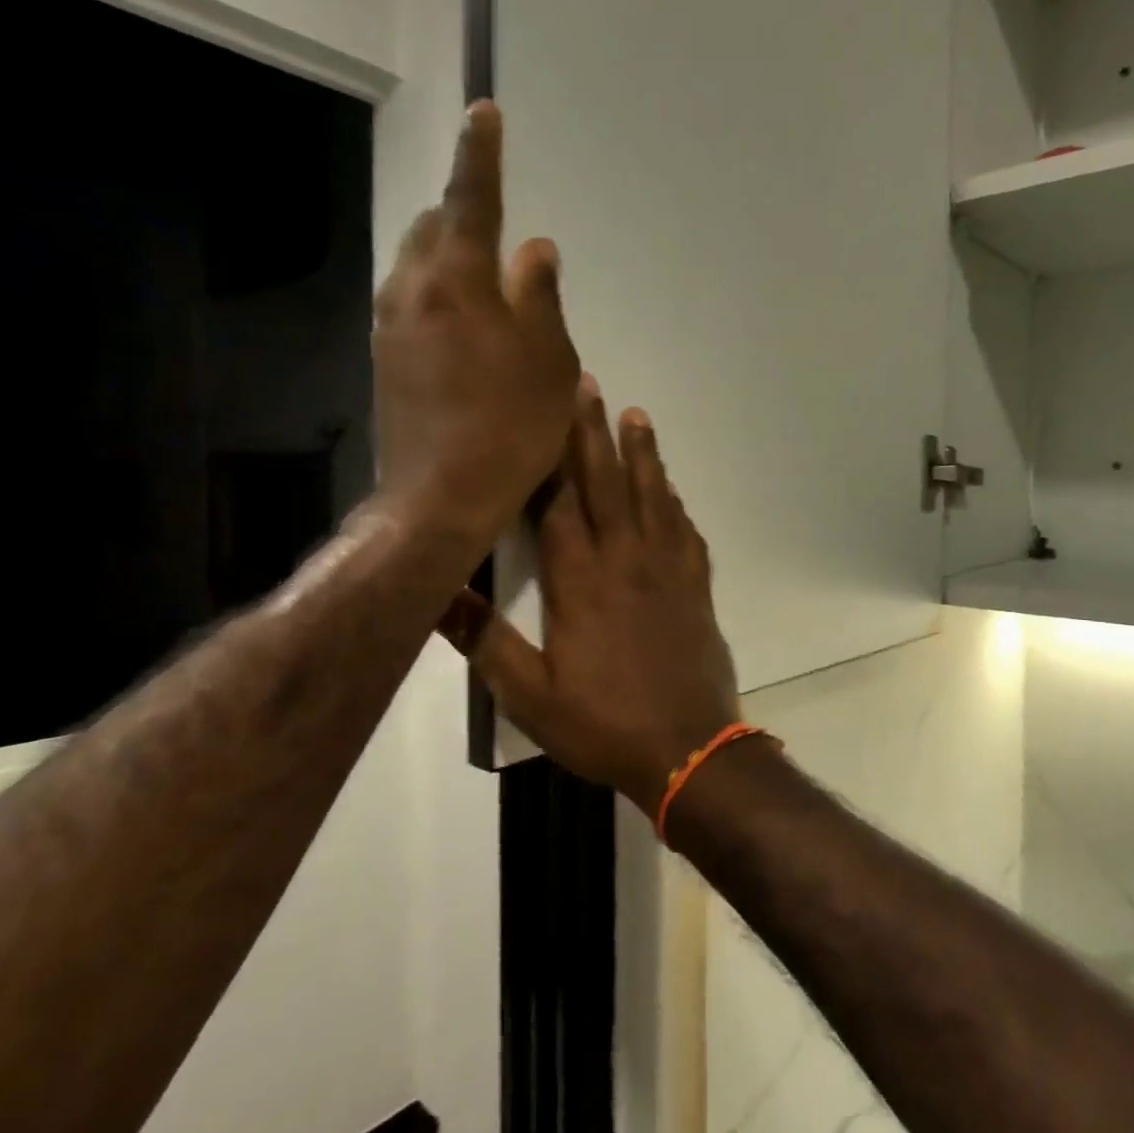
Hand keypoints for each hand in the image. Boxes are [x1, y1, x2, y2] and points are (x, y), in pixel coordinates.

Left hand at [373, 101, 578, 540]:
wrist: (441, 495)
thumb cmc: (511, 427)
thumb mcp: (549, 362)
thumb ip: (541, 297)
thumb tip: (536, 248)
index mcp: (459, 281)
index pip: (471, 200)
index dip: (482, 154)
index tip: (485, 112)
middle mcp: (413, 289)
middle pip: (432, 226)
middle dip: (461, 210)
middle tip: (496, 222)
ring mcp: (391, 324)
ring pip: (415, 263)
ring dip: (447, 252)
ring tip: (483, 274)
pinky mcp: (383, 357)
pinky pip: (409, 299)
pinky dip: (436, 290)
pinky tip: (463, 322)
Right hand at [440, 382, 741, 812]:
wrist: (689, 748)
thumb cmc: (603, 724)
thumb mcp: (530, 697)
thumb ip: (485, 642)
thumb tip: (436, 593)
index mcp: (580, 581)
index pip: (560, 502)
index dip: (550, 455)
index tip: (543, 409)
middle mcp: (626, 560)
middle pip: (608, 483)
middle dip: (594, 432)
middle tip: (589, 384)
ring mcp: (668, 570)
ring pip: (654, 497)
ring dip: (644, 454)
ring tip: (636, 415)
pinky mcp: (697, 587)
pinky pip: (686, 531)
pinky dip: (676, 503)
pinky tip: (671, 490)